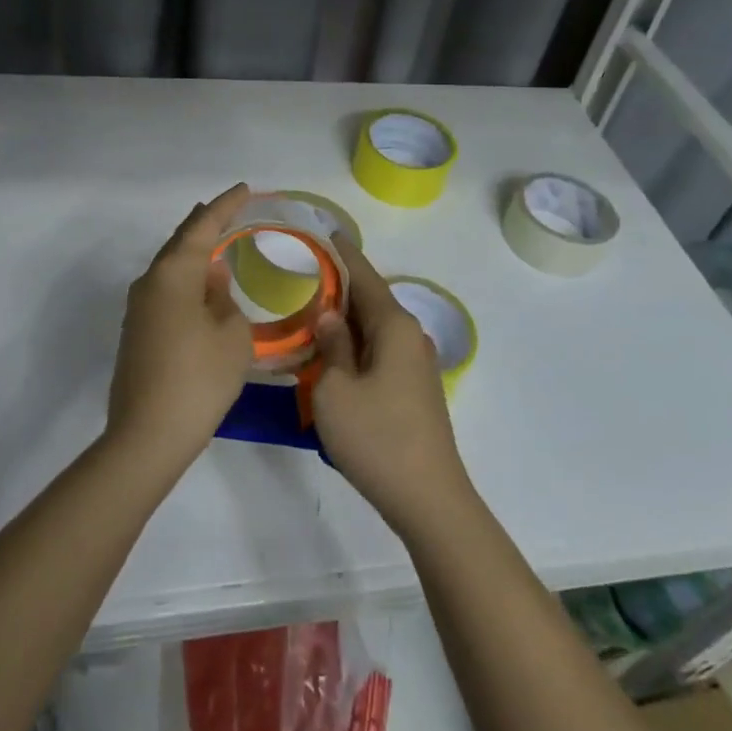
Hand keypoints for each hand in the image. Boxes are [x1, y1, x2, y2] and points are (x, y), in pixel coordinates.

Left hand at [107, 184, 254, 472]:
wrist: (148, 435)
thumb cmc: (199, 378)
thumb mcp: (232, 334)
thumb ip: (224, 297)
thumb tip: (212, 279)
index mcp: (173, 274)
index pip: (202, 227)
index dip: (225, 206)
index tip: (244, 188)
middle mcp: (149, 283)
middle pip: (179, 243)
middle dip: (204, 224)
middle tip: (228, 209)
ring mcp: (138, 310)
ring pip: (170, 268)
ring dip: (193, 253)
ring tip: (217, 242)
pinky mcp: (136, 333)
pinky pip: (165, 291)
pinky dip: (186, 280)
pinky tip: (201, 288)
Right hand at [311, 238, 476, 536]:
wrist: (428, 498)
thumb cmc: (376, 438)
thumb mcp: (335, 391)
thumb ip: (330, 346)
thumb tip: (329, 316)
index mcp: (395, 327)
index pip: (365, 277)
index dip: (344, 254)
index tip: (328, 232)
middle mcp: (412, 337)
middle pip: (372, 301)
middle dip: (340, 288)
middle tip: (303, 277)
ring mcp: (417, 365)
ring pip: (376, 329)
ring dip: (346, 322)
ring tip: (310, 315)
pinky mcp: (415, 390)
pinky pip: (381, 352)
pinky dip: (356, 346)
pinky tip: (334, 358)